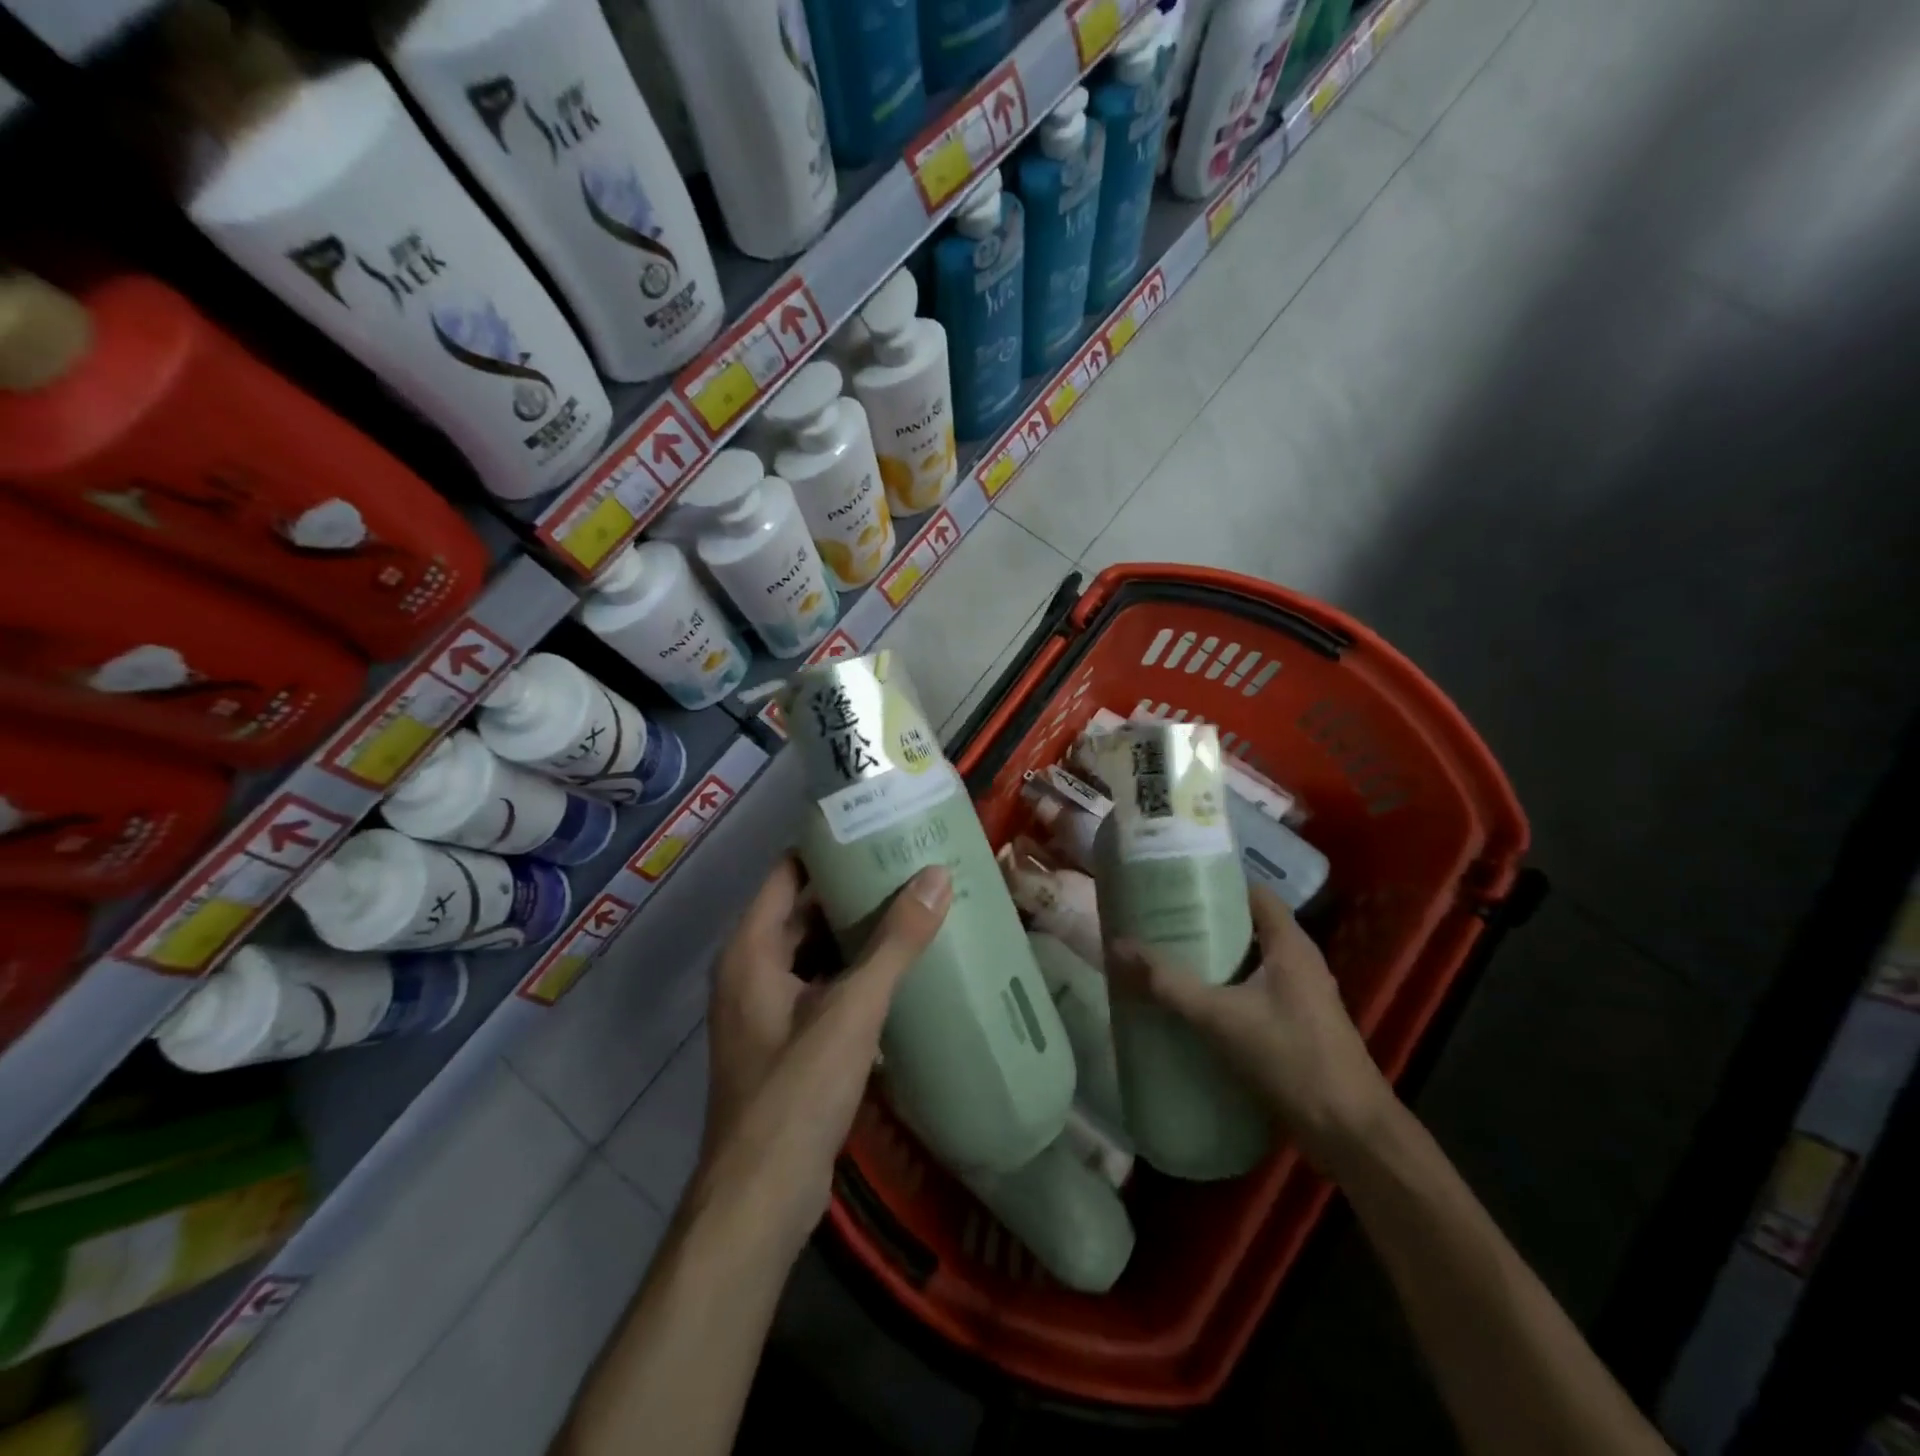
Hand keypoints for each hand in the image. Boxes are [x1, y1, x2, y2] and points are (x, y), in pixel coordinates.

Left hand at [692, 857, 951, 1260]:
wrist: (759, 1200)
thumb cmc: (795, 1093)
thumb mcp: (851, 1011)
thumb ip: (895, 943)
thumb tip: (937, 875)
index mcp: (751, 949)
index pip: (788, 872)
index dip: (828, 846)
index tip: (877, 826)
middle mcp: (751, 969)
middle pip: (804, 909)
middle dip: (853, 888)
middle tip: (909, 864)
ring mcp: (766, 1007)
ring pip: (815, 949)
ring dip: (857, 931)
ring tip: (914, 905)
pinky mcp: (785, 1040)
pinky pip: (821, 985)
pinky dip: (853, 970)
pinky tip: (899, 968)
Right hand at [1108, 885, 1393, 1173]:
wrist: (1350, 1134)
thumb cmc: (1291, 1058)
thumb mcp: (1221, 1017)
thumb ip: (1168, 983)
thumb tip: (1117, 947)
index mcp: (1290, 945)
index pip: (1253, 892)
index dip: (1217, 882)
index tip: (1175, 882)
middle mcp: (1298, 962)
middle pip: (1247, 926)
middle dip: (1204, 923)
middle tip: (1158, 920)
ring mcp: (1300, 996)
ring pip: (1249, 963)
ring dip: (1212, 959)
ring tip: (1166, 957)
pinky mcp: (1296, 1027)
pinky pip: (1253, 993)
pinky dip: (1224, 990)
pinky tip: (1191, 1004)